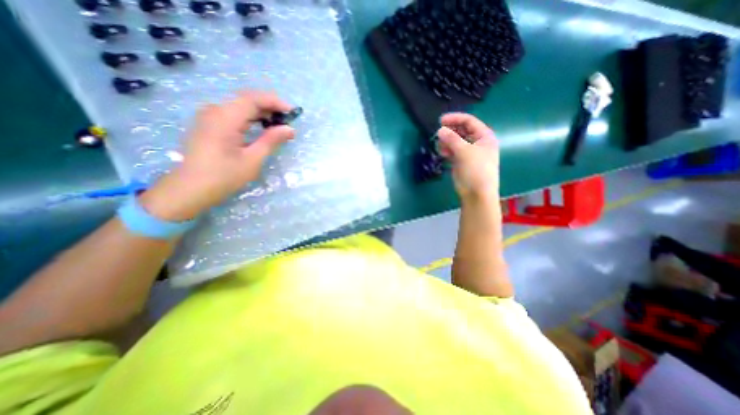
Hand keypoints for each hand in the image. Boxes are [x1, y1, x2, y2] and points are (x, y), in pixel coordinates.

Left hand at [140, 90, 296, 220]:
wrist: (190, 189)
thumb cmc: (224, 176)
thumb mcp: (252, 159)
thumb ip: (271, 140)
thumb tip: (290, 129)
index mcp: (225, 118)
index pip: (253, 99)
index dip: (274, 102)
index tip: (292, 112)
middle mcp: (215, 111)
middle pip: (246, 99)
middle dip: (269, 106)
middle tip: (287, 120)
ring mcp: (210, 116)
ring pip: (240, 106)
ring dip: (261, 112)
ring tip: (278, 124)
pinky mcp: (209, 124)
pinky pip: (233, 114)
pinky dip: (250, 118)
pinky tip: (261, 128)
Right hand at [435, 112, 499, 201]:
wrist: (476, 193)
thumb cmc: (476, 170)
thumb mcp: (465, 152)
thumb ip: (452, 139)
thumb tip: (440, 130)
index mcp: (484, 136)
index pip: (469, 121)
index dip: (455, 119)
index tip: (441, 120)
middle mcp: (477, 142)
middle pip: (462, 131)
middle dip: (450, 131)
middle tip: (438, 134)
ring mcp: (469, 152)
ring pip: (455, 141)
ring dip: (447, 141)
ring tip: (440, 146)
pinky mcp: (461, 161)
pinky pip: (452, 151)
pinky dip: (447, 150)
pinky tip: (442, 153)